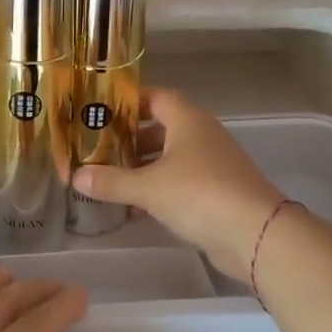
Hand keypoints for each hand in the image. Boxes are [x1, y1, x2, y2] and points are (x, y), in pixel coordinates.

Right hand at [73, 87, 284, 279]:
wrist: (256, 234)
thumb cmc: (199, 194)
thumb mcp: (147, 187)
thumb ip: (110, 181)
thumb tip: (76, 176)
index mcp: (187, 120)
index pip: (155, 97)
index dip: (128, 102)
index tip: (100, 111)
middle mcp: (201, 135)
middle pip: (160, 128)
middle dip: (129, 139)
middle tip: (97, 149)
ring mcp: (212, 164)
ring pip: (169, 157)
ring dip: (142, 168)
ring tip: (109, 180)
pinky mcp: (217, 192)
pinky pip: (179, 182)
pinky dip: (157, 190)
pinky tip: (133, 208)